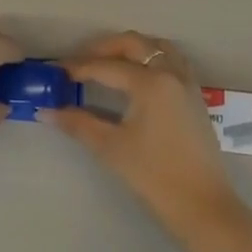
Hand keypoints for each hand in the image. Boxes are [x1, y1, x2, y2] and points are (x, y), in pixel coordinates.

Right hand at [41, 32, 239, 236]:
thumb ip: (78, 124)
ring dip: (131, 49)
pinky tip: (138, 77)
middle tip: (80, 63)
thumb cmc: (154, 176)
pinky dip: (152, 58)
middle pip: (134, 44)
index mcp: (150, 83)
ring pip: (157, 47)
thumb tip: (47, 110)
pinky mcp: (195, 96)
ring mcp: (187, 83)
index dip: (78, 67)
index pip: (106, 67)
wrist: (203, 207)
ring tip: (109, 64)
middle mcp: (170, 73)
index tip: (56, 71)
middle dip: (104, 48)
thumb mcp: (111, 148)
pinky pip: (172, 60)